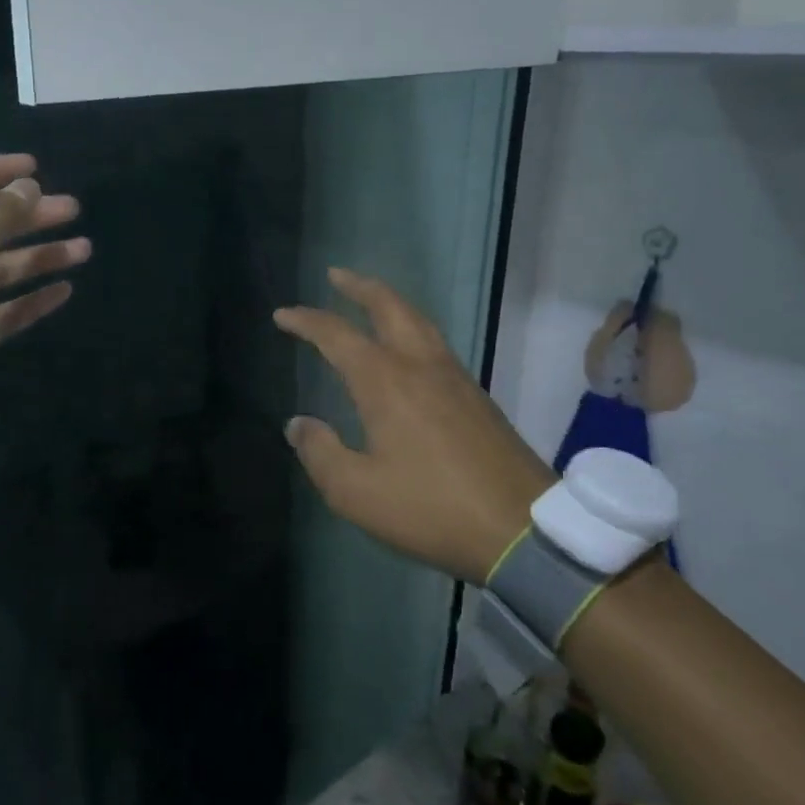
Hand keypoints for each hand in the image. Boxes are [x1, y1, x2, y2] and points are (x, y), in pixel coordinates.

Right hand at [274, 267, 555, 583]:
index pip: (336, 335)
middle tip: (336, 276)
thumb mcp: (356, 492)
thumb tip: (298, 424)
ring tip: (370, 301)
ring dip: (389, 303)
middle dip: (359, 287)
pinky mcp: (477, 397)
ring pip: (418, 321)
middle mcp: (421, 365)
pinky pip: (436, 344)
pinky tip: (407, 350)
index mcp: (385, 381)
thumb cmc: (430, 508)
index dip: (305, 321)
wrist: (522, 528)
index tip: (282, 315)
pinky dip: (411, 328)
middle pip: (389, 307)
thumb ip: (320, 452)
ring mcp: (455, 378)